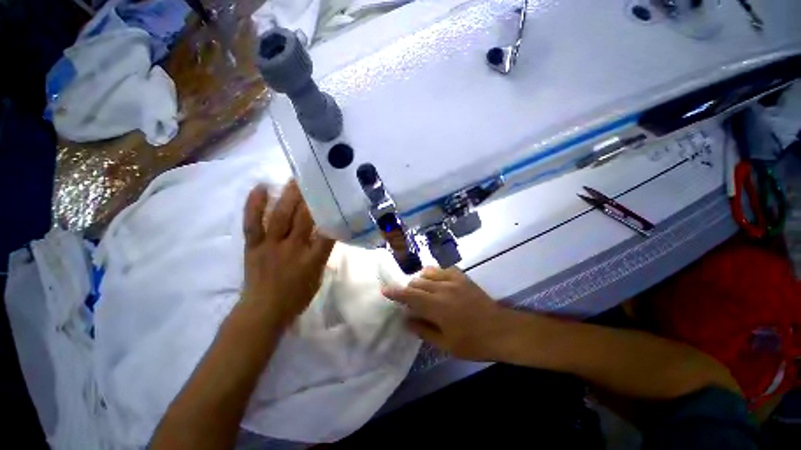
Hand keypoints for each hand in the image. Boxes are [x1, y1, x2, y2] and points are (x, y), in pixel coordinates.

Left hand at [241, 181, 334, 327]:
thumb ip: (322, 254)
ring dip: (288, 196)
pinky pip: (253, 223)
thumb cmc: (296, 297)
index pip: (328, 233)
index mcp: (313, 259)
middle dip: (311, 198)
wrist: (262, 311)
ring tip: (294, 179)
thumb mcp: (318, 276)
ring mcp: (271, 246)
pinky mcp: (254, 246)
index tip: (336, 199)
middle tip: (315, 180)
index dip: (333, 215)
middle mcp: (293, 249)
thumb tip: (326, 234)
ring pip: (281, 216)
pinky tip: (260, 188)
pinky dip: (255, 205)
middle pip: (305, 219)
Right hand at [382, 267, 518, 360]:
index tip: (385, 290)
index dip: (395, 292)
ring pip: (428, 273)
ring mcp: (453, 280)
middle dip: (408, 289)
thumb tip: (406, 320)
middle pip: (417, 282)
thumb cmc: (473, 342)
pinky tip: (436, 281)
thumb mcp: (446, 344)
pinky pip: (443, 269)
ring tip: (422, 291)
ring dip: (420, 280)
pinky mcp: (462, 277)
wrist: (501, 330)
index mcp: (436, 307)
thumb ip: (423, 330)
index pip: (410, 295)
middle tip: (409, 300)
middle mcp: (442, 289)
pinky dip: (434, 274)